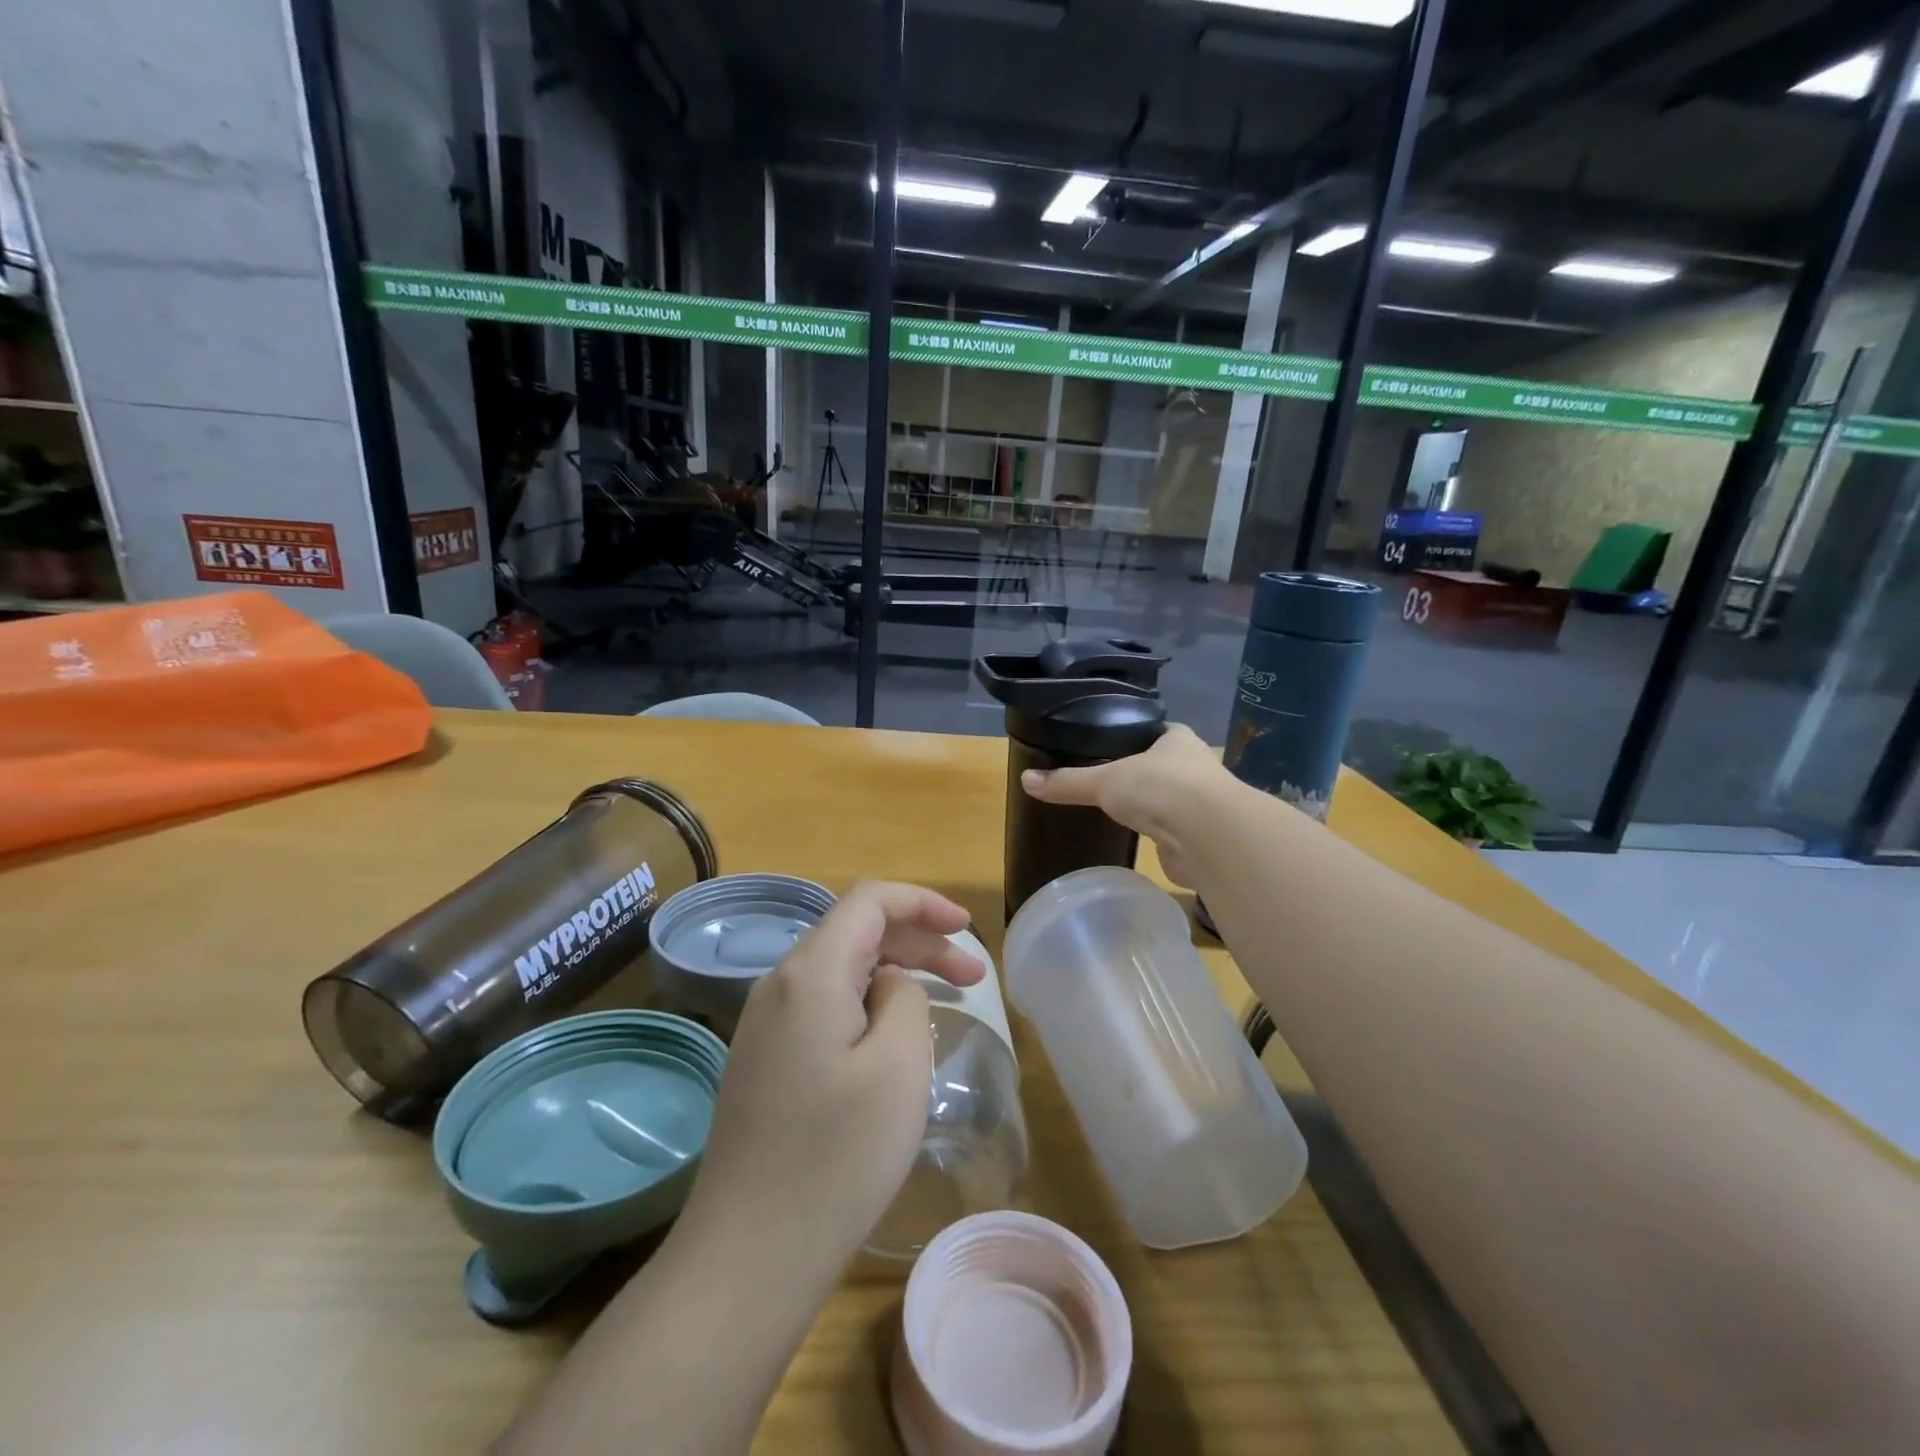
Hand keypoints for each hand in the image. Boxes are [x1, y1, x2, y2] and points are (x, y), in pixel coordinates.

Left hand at [682, 881, 984, 1270]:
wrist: (747, 1257)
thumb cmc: (835, 1157)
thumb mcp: (898, 1066)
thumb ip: (903, 997)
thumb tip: (887, 984)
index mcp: (809, 972)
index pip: (869, 900)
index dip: (923, 903)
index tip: (967, 931)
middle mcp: (779, 985)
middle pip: (856, 932)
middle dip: (918, 941)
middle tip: (972, 979)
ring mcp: (765, 1024)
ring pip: (840, 970)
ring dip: (894, 973)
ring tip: (943, 1002)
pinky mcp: (764, 1060)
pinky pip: (823, 1006)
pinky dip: (867, 1003)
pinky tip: (892, 1038)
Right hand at [1020, 723, 1224, 887]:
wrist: (1206, 835)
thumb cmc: (1159, 788)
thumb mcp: (1104, 781)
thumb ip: (1068, 782)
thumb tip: (1025, 780)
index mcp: (1177, 740)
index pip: (1156, 731)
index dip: (1137, 737)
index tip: (1114, 745)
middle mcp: (1196, 767)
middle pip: (1165, 766)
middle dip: (1144, 773)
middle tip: (1111, 779)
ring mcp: (1203, 804)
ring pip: (1173, 800)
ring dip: (1155, 806)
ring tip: (1122, 810)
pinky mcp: (1202, 838)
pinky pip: (1175, 832)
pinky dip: (1161, 836)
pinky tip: (1142, 839)